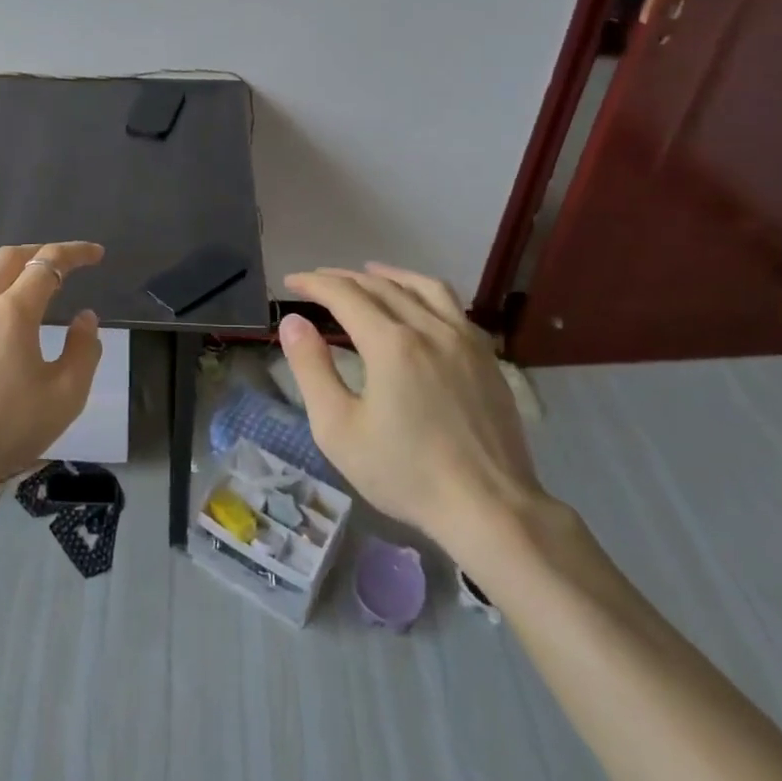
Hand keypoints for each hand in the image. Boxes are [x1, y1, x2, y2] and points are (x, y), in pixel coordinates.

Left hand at [0, 242, 105, 554]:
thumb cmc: (5, 431)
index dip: (75, 253)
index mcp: (13, 312)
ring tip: (12, 272)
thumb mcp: (65, 398)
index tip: (94, 254)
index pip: (48, 265)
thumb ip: (84, 351)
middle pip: (8, 258)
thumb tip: (85, 317)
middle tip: (58, 265)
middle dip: (39, 254)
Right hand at [277, 263, 549, 576]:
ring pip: (423, 287)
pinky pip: (452, 306)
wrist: (489, 508)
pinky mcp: (486, 357)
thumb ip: (311, 369)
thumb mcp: (338, 428)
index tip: (292, 282)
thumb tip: (293, 322)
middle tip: (318, 280)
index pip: (345, 295)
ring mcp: (464, 340)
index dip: (315, 284)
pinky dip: (424, 292)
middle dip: (344, 278)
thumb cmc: (404, 473)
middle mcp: (429, 328)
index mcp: (391, 344)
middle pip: (381, 286)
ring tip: (369, 273)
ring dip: (390, 275)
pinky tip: (419, 305)